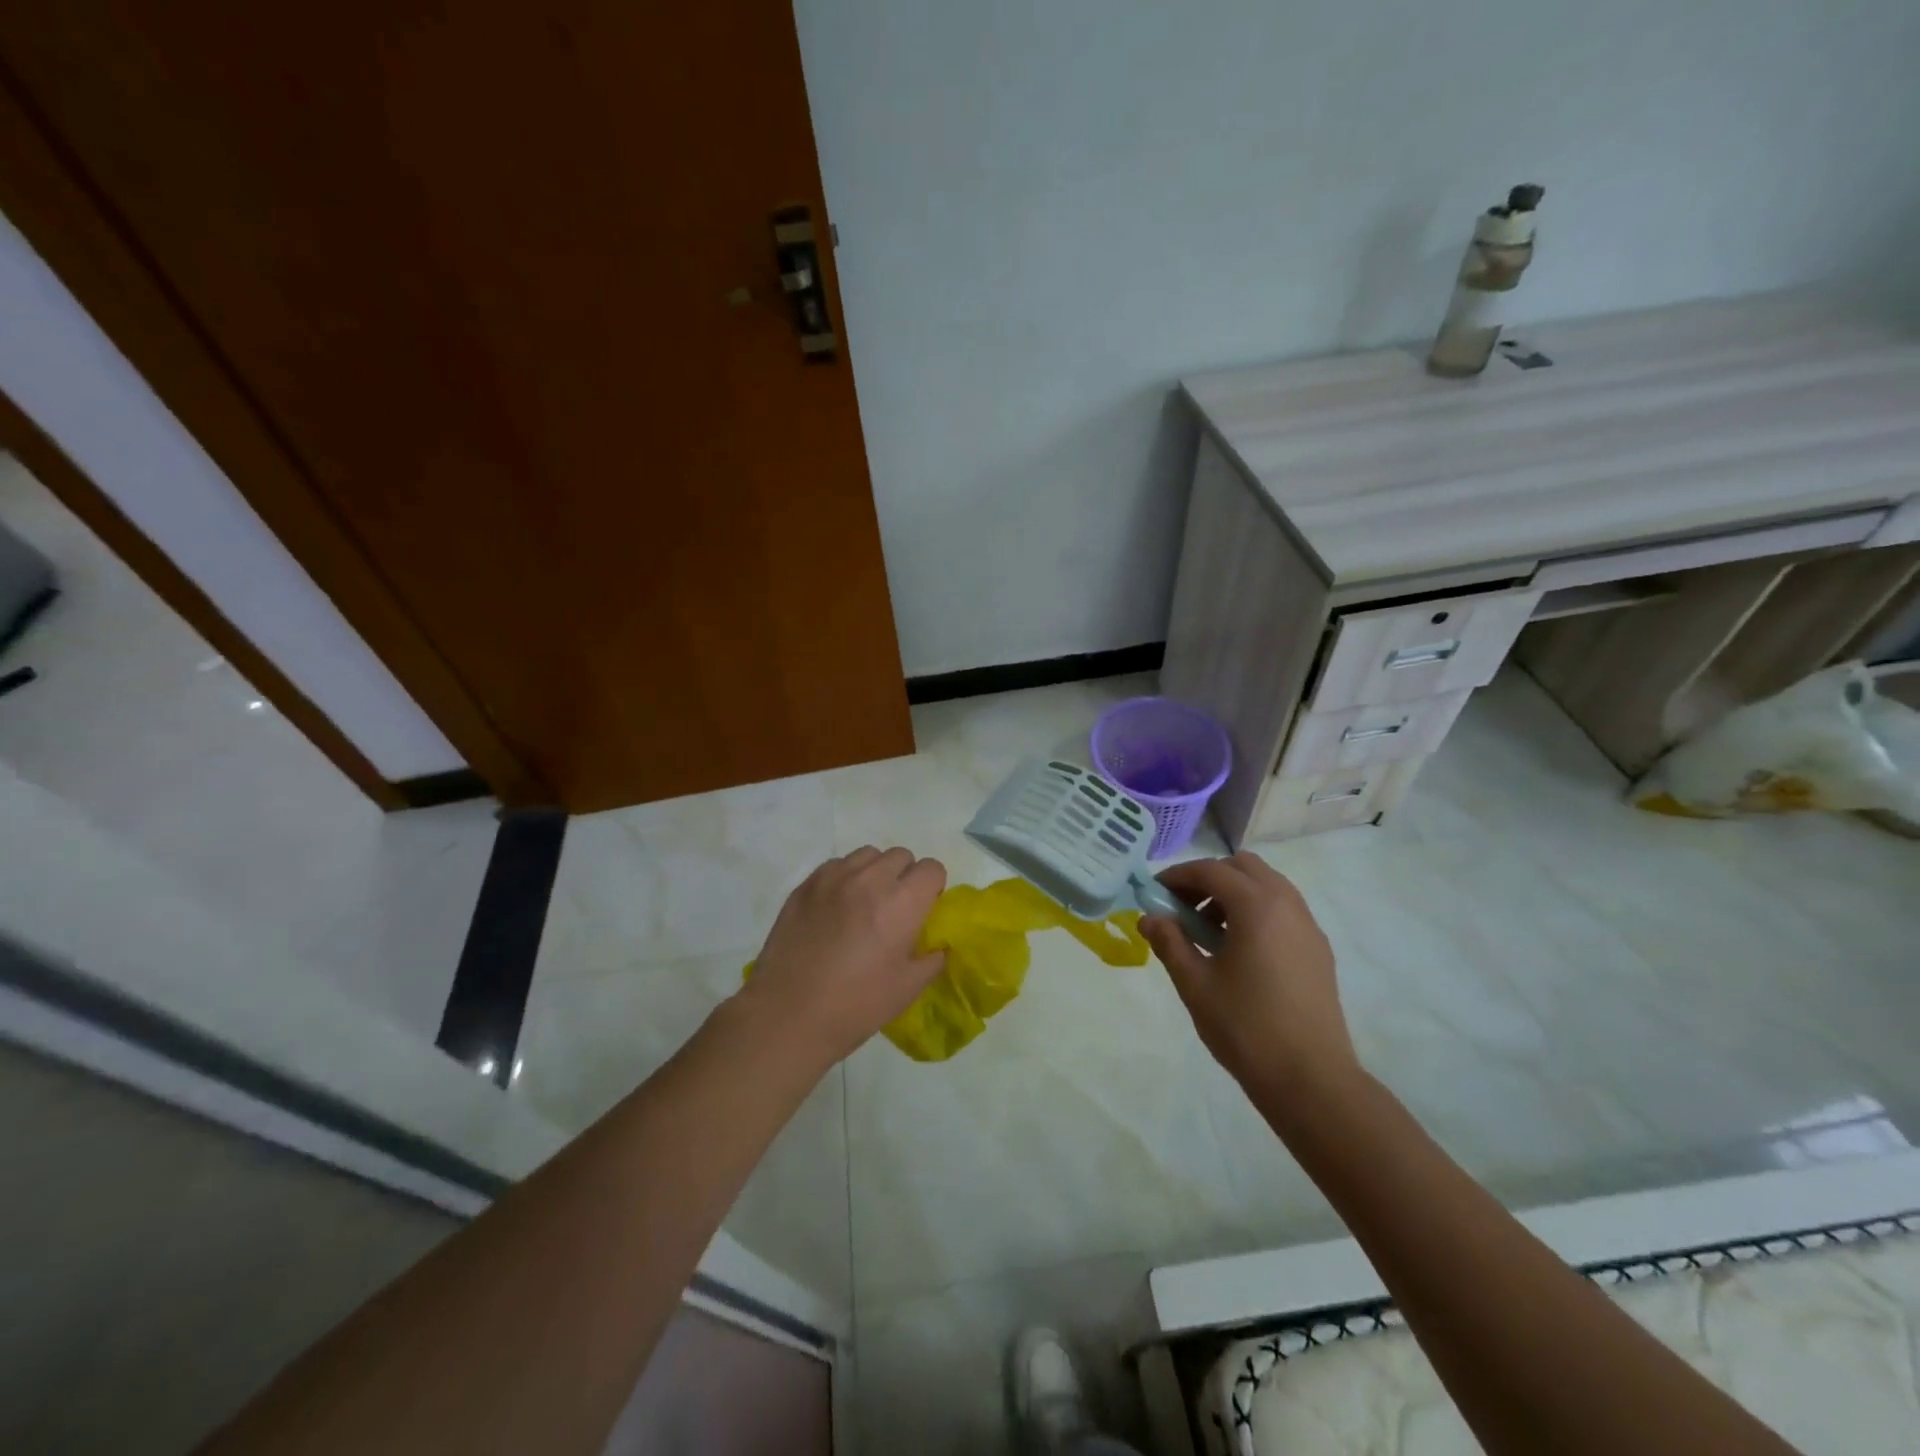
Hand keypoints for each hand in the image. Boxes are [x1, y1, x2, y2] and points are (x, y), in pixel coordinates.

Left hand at [739, 847, 947, 1068]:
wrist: (788, 1015)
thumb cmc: (856, 1005)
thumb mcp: (908, 988)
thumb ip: (932, 959)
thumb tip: (939, 945)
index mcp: (901, 902)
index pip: (932, 868)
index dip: (933, 888)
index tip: (924, 910)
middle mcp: (870, 879)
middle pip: (901, 856)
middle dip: (905, 877)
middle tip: (894, 910)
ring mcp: (833, 878)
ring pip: (867, 855)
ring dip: (874, 872)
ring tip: (864, 904)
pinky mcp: (805, 885)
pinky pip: (836, 865)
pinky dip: (844, 878)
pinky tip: (836, 909)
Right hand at [1139, 852, 1357, 1098]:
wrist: (1311, 1079)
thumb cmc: (1245, 1027)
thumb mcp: (1195, 983)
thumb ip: (1170, 942)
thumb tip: (1150, 918)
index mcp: (1257, 906)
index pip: (1210, 870)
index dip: (1178, 876)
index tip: (1155, 894)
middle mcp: (1287, 904)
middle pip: (1244, 867)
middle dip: (1209, 878)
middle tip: (1184, 909)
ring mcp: (1308, 926)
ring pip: (1267, 886)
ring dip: (1234, 894)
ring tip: (1209, 932)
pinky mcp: (1318, 949)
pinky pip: (1283, 910)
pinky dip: (1256, 912)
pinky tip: (1239, 951)